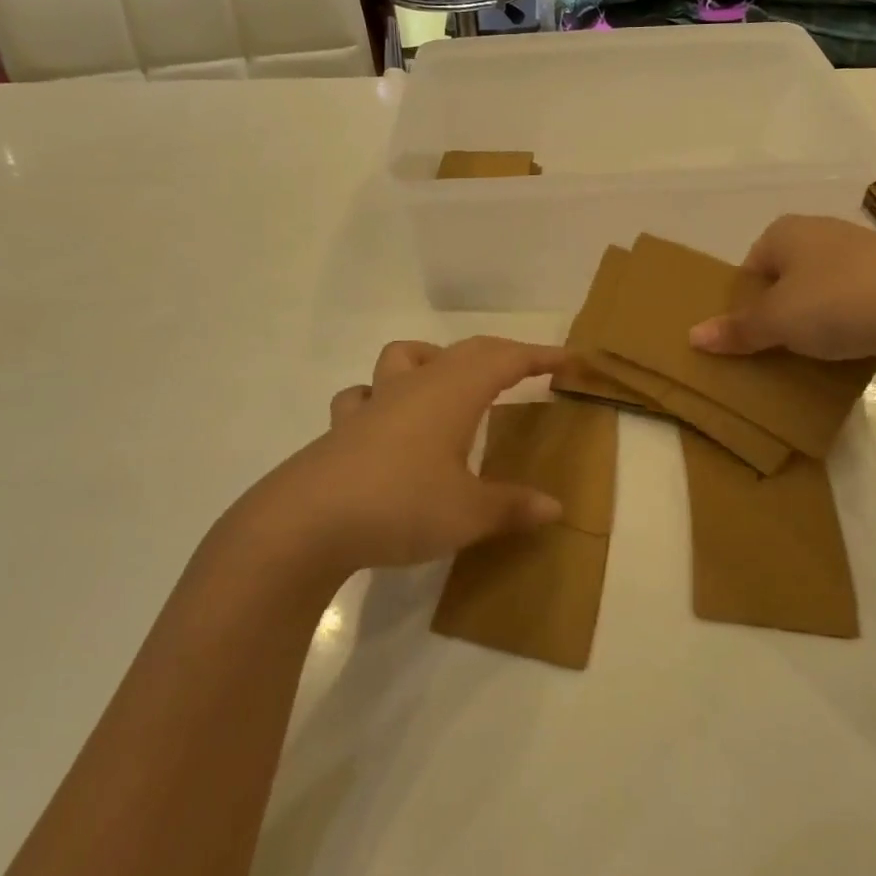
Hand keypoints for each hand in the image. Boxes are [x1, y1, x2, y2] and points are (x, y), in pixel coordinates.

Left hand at [234, 337, 567, 585]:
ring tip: (449, 384)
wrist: (307, 523)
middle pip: (465, 351)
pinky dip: (381, 397)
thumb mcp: (467, 514)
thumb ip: (512, 507)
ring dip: (434, 359)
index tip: (568, 359)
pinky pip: (364, 396)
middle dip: (501, 354)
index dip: (540, 356)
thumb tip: (555, 508)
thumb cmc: (400, 506)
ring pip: (405, 357)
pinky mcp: (343, 428)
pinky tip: (386, 422)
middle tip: (527, 369)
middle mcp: (416, 386)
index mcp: (453, 393)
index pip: (507, 359)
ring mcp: (374, 403)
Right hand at [688, 214, 875, 369]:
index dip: (745, 301)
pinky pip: (858, 303)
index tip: (750, 334)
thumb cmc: (837, 302)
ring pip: (823, 291)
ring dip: (816, 321)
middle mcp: (823, 232)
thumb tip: (693, 336)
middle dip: (780, 312)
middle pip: (786, 278)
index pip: (751, 265)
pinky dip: (850, 325)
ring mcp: (864, 253)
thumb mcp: (777, 321)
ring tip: (813, 355)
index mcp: (787, 231)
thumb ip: (737, 329)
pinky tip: (851, 350)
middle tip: (776, 348)